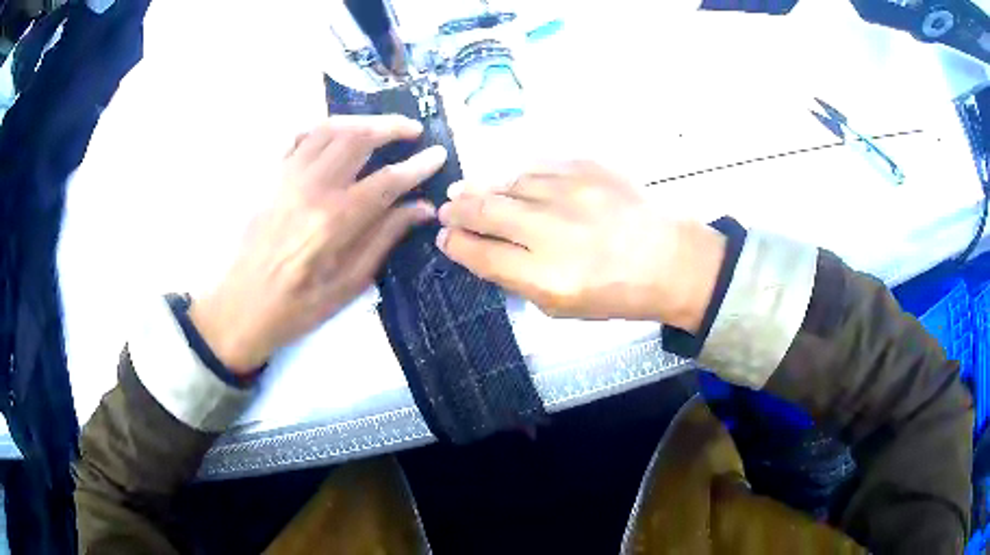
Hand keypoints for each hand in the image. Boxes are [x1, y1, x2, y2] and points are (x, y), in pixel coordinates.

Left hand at [189, 115, 446, 374]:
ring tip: (380, 127)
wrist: (242, 307)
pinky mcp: (271, 178)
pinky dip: (322, 128)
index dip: (418, 165)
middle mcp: (311, 189)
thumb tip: (421, 208)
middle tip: (414, 129)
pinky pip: (299, 138)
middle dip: (392, 127)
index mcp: (334, 221)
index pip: (386, 180)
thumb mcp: (349, 284)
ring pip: (328, 129)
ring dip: (360, 121)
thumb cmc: (298, 306)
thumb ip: (385, 239)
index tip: (439, 154)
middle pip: (357, 138)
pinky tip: (337, 134)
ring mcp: (287, 178)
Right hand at [436, 161, 724, 329]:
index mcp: (545, 276)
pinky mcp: (587, 168)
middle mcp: (551, 230)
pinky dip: (519, 176)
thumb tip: (485, 252)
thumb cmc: (617, 293)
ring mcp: (570, 192)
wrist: (670, 259)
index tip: (445, 237)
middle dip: (457, 210)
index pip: (480, 254)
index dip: (456, 244)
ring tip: (470, 191)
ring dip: (484, 189)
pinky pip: (538, 166)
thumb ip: (519, 280)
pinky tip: (513, 182)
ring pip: (508, 183)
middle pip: (484, 211)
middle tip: (446, 209)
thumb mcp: (563, 307)